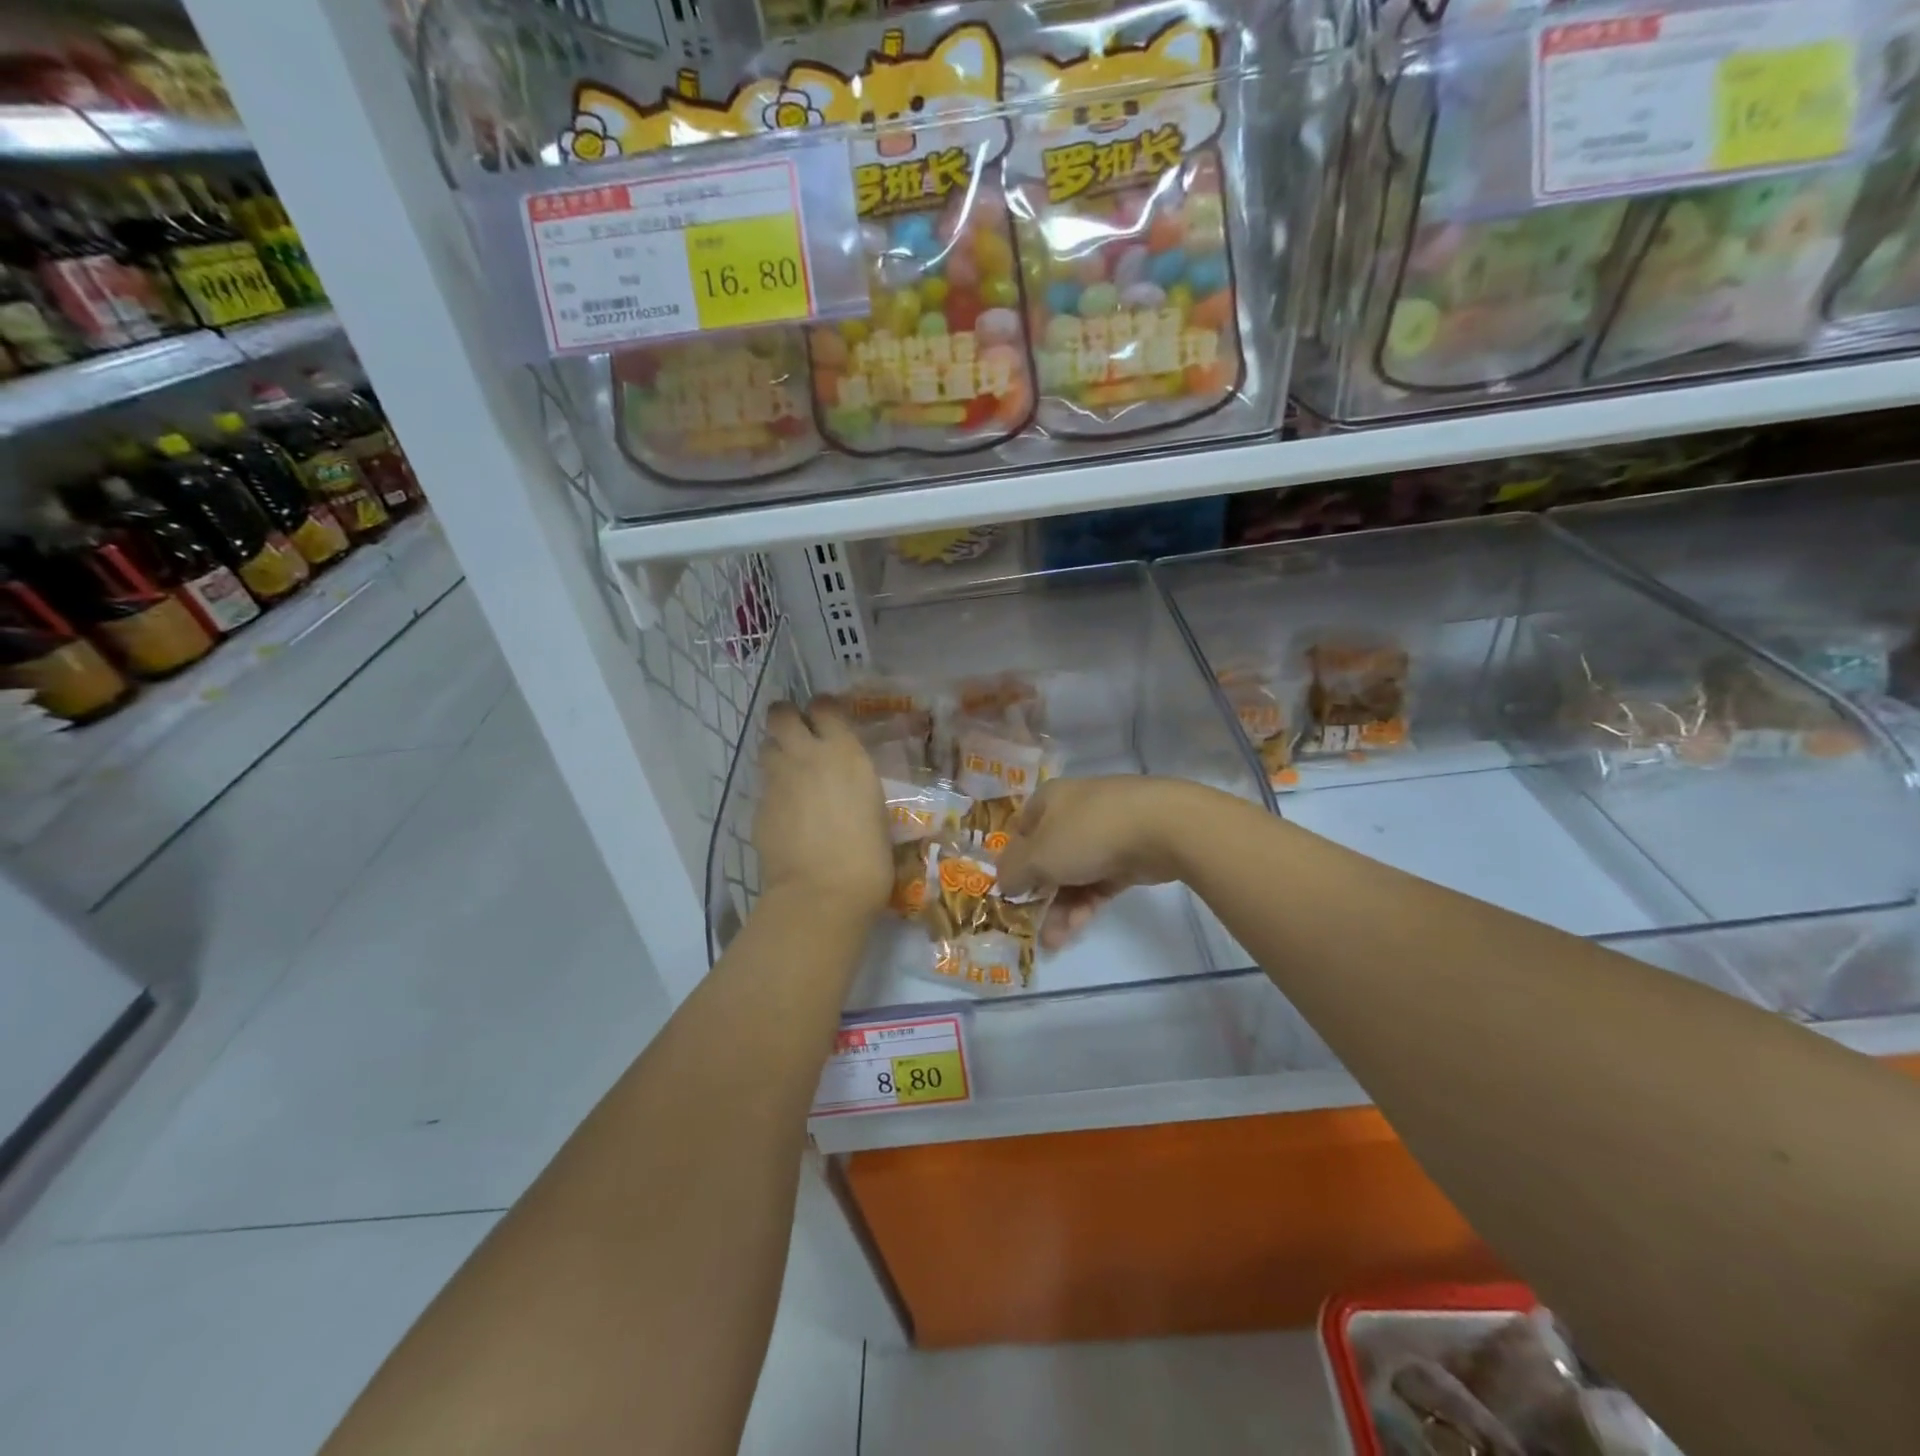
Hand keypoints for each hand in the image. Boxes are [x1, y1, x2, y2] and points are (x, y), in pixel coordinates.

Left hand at [753, 697, 891, 919]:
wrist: (822, 892)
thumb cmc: (868, 855)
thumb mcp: (874, 806)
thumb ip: (855, 782)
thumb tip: (846, 782)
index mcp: (843, 752)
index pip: (824, 706)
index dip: (824, 710)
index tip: (829, 721)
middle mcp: (806, 756)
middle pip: (780, 714)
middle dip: (787, 718)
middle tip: (799, 735)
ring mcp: (777, 780)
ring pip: (766, 747)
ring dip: (778, 753)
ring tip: (792, 774)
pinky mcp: (758, 807)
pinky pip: (764, 786)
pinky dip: (774, 791)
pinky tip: (787, 812)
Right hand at [997, 776, 1200, 948]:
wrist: (1161, 828)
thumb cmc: (1087, 833)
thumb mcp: (1038, 856)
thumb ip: (1013, 872)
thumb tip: (1004, 882)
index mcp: (1049, 800)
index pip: (1020, 829)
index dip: (1010, 860)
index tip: (1006, 891)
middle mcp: (1074, 812)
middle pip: (1047, 856)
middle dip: (1037, 893)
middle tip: (1029, 925)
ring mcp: (1104, 834)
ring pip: (1074, 873)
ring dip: (1060, 907)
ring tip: (1052, 941)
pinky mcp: (1129, 856)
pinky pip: (1098, 883)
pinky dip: (1085, 904)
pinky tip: (1074, 930)